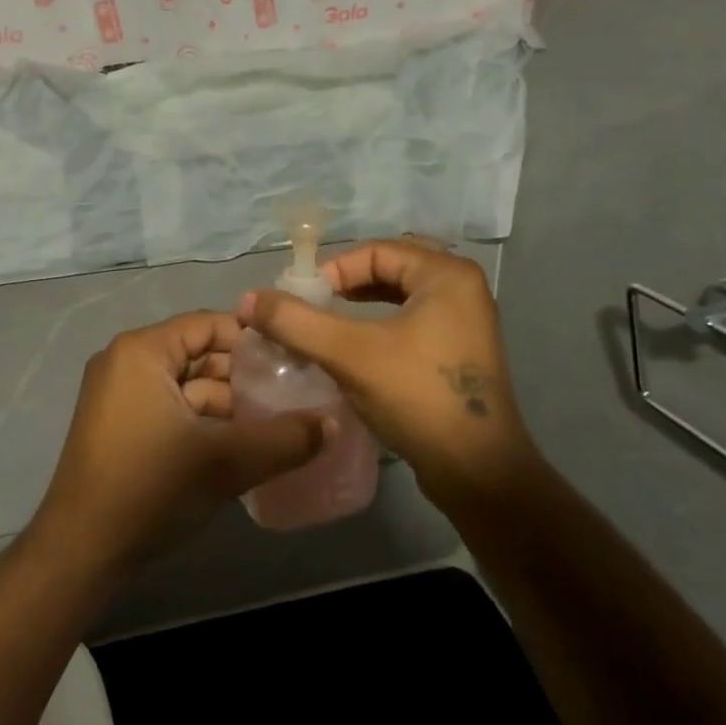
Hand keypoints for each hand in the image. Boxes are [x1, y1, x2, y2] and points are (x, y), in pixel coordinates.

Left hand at [30, 311, 329, 575]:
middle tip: (290, 398)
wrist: (80, 552)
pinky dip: (202, 424)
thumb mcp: (224, 462)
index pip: (208, 324)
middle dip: (243, 378)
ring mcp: (118, 396)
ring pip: (187, 387)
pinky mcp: (119, 427)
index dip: (252, 341)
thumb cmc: (149, 488)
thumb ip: (283, 440)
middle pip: (198, 355)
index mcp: (142, 351)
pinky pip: (171, 409)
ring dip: (227, 406)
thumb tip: (333, 424)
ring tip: (272, 428)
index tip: (293, 364)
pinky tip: (237, 449)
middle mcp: (126, 362)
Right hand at [238, 239, 539, 509]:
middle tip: (313, 308)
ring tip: (327, 325)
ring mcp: (466, 321)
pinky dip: (381, 325)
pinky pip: (413, 320)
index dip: (332, 271)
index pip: (375, 251)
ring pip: (400, 296)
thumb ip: (296, 322)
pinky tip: (357, 349)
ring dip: (361, 305)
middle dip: (346, 285)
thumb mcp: (349, 354)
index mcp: (446, 275)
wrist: (478, 472)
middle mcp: (462, 288)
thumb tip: (247, 299)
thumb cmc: (417, 398)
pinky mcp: (462, 351)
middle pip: (388, 269)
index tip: (302, 301)